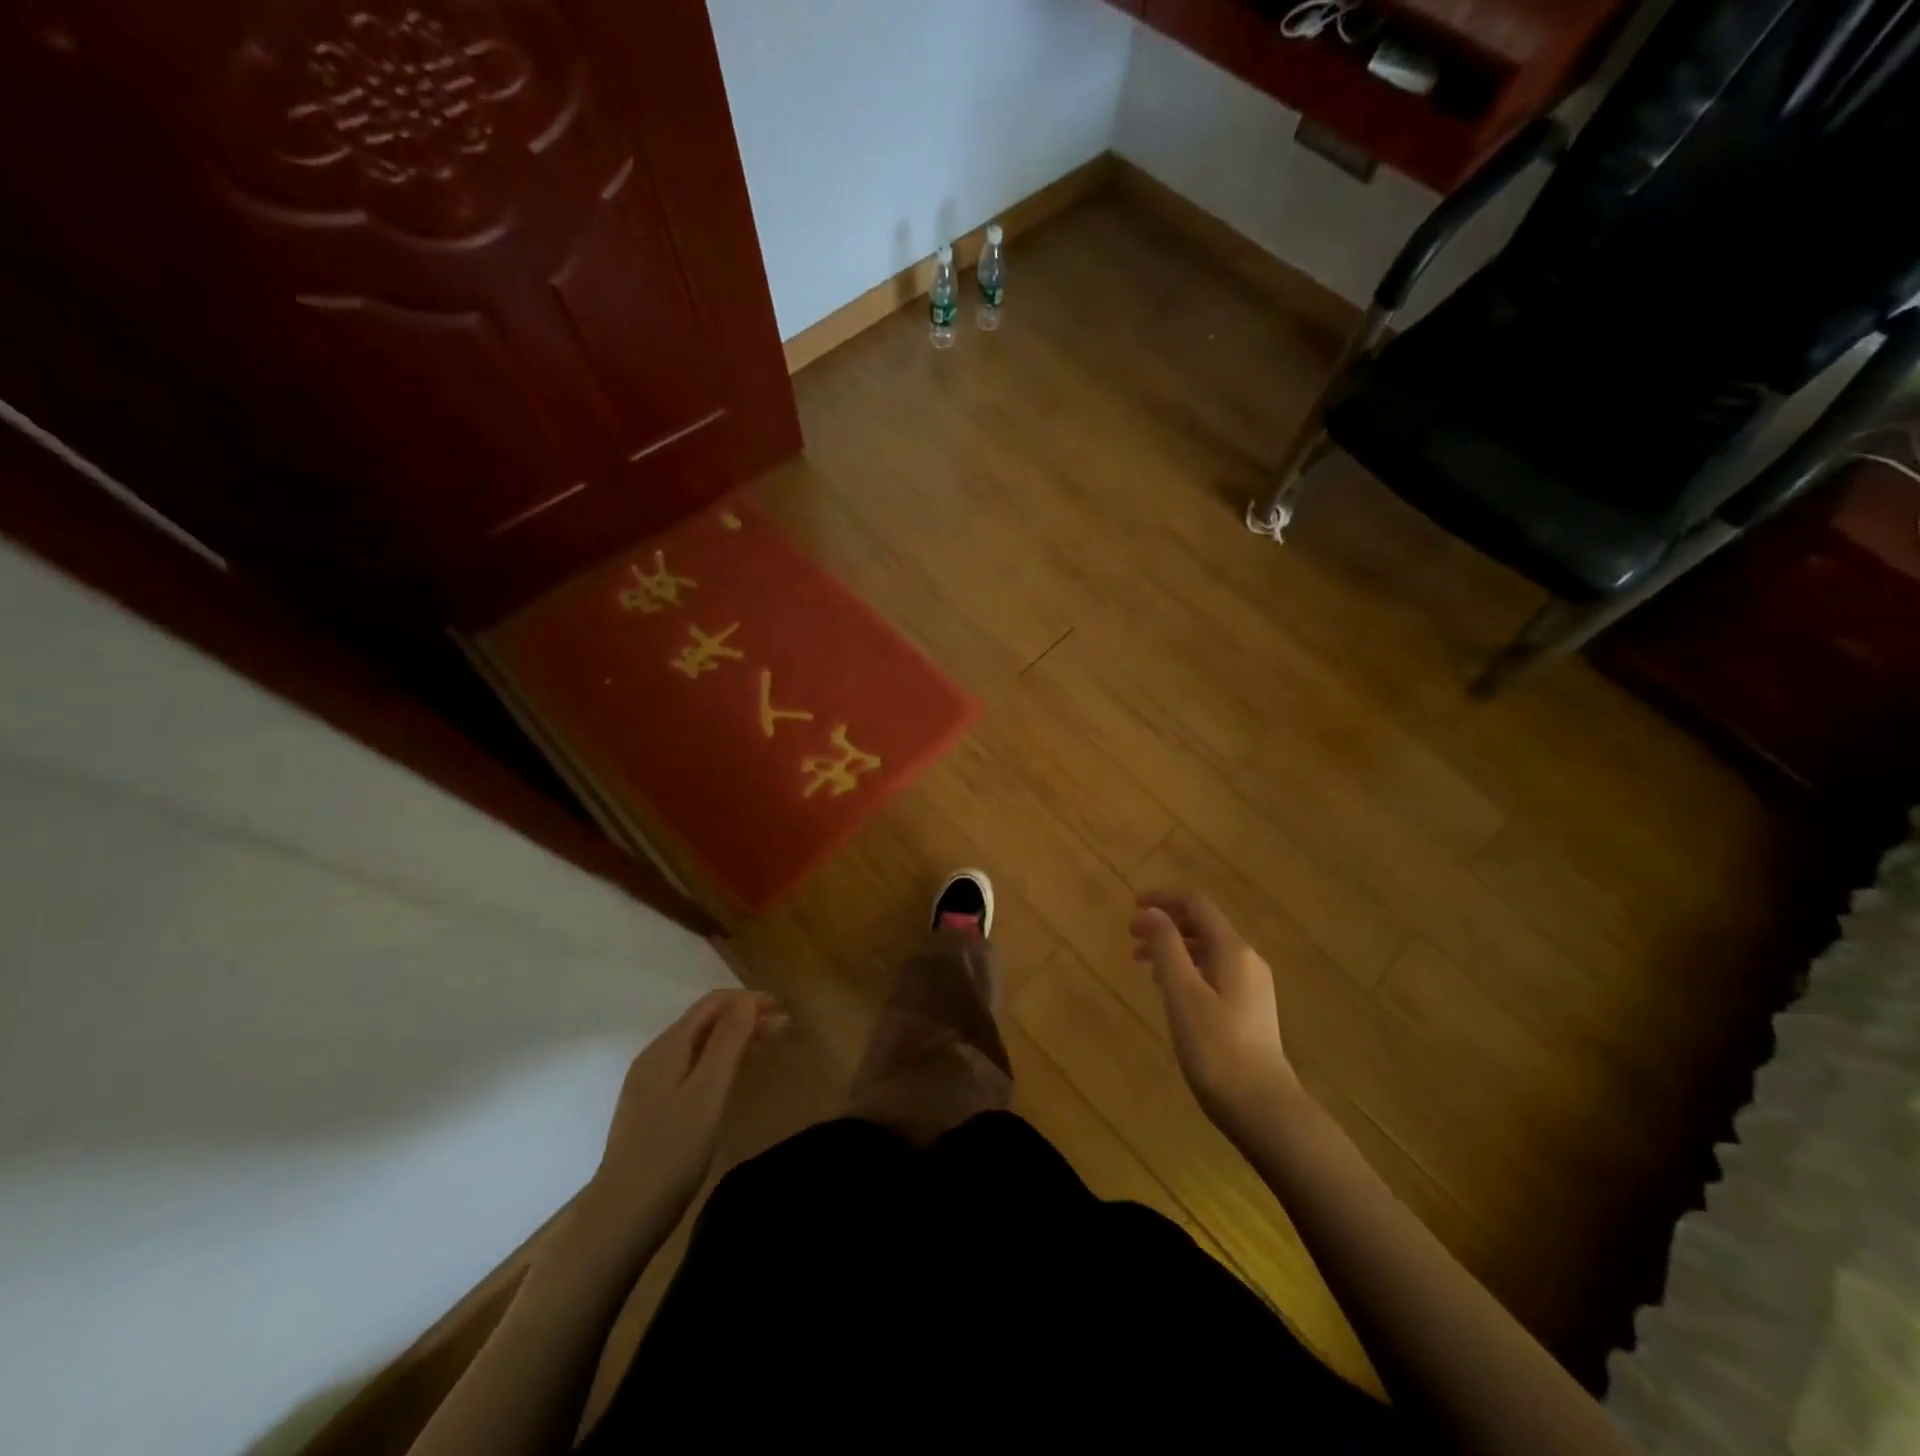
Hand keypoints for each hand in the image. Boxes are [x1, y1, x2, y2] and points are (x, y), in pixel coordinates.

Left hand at [568, 989, 781, 1271]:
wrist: (622, 1215)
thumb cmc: (672, 1151)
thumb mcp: (708, 1091)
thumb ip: (727, 1042)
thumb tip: (746, 1000)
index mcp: (667, 1047)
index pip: (711, 1004)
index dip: (746, 999)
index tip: (780, 1008)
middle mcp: (654, 1056)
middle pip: (703, 1021)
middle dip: (743, 1017)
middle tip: (781, 1027)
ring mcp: (649, 1082)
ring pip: (697, 1043)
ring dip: (732, 1037)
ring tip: (764, 1044)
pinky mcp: (651, 1106)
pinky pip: (690, 1065)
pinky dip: (717, 1058)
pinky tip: (730, 1074)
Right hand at [1130, 890, 1299, 1140]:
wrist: (1263, 1108)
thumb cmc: (1216, 1048)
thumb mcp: (1182, 993)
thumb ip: (1165, 946)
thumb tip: (1150, 911)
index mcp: (1233, 950)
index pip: (1197, 904)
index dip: (1163, 899)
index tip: (1132, 907)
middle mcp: (1247, 960)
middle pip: (1203, 925)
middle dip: (1165, 924)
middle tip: (1130, 937)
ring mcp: (1252, 986)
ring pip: (1207, 951)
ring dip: (1174, 948)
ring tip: (1142, 965)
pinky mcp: (1250, 1009)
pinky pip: (1214, 972)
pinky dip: (1187, 969)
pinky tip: (1170, 991)